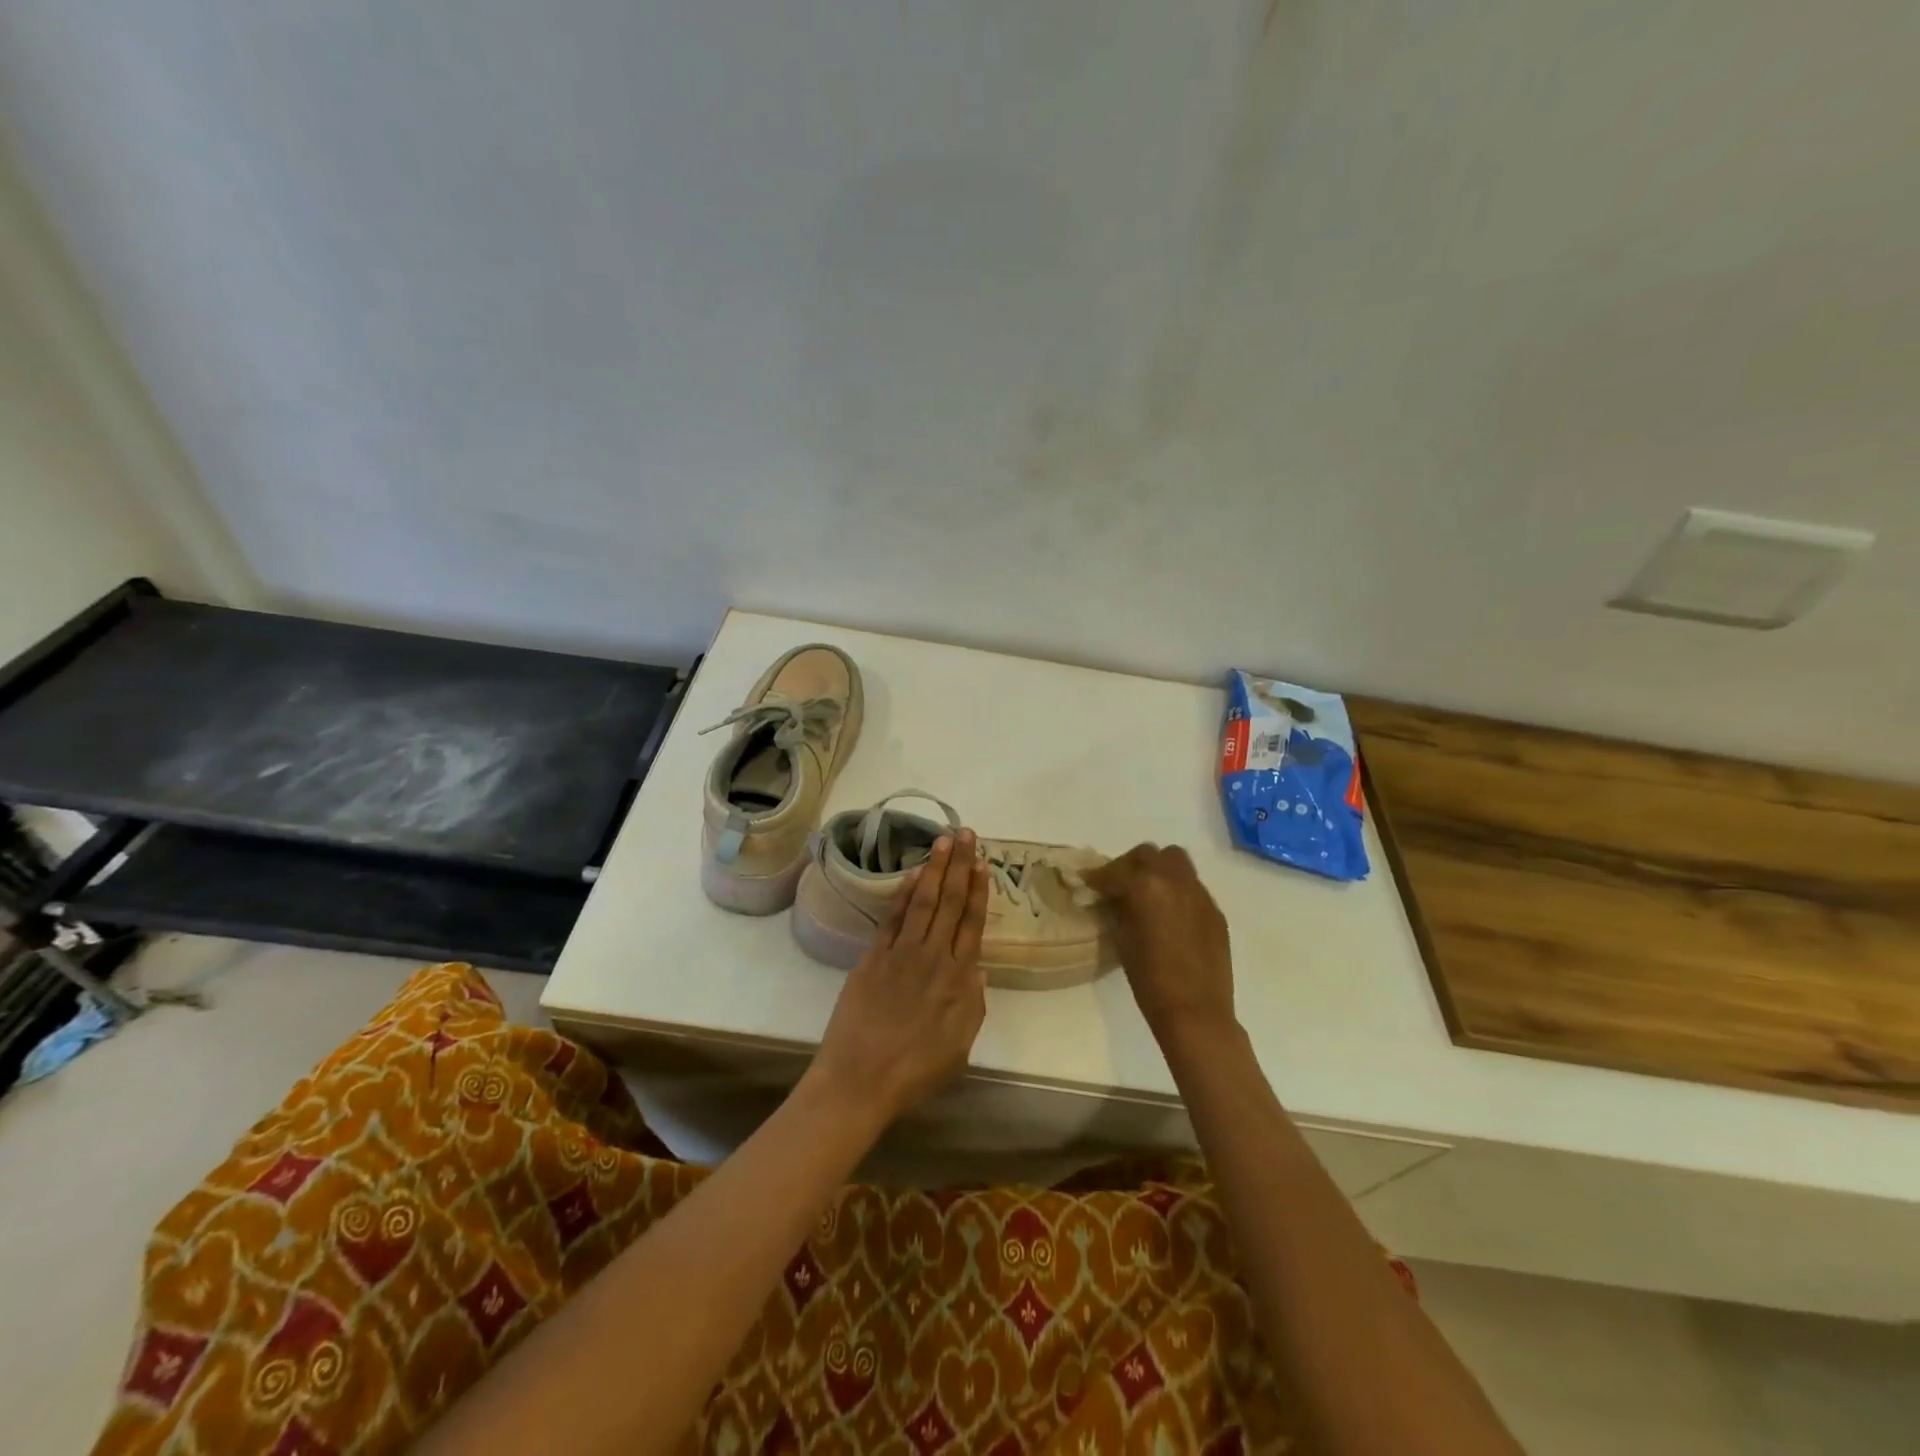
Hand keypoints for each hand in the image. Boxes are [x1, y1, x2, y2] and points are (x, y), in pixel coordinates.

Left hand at [810, 830, 988, 1125]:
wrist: (860, 1080)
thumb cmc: (915, 1072)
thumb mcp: (960, 1046)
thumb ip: (973, 1004)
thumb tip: (978, 970)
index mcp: (959, 979)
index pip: (972, 923)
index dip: (979, 890)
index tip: (983, 863)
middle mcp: (933, 957)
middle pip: (950, 903)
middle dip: (960, 866)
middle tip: (966, 834)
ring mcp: (901, 953)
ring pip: (923, 902)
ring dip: (935, 869)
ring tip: (943, 841)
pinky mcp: (873, 957)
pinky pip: (893, 918)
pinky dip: (904, 894)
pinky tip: (912, 875)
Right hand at [1084, 844, 1235, 1043]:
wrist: (1196, 1011)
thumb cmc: (1149, 979)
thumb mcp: (1122, 939)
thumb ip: (1118, 910)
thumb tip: (1115, 899)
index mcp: (1146, 886)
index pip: (1115, 871)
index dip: (1099, 877)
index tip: (1090, 883)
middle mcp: (1175, 880)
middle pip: (1148, 854)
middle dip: (1130, 865)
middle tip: (1119, 886)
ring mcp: (1199, 894)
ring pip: (1176, 862)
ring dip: (1158, 870)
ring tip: (1148, 894)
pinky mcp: (1215, 911)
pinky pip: (1192, 887)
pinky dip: (1177, 891)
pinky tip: (1170, 916)